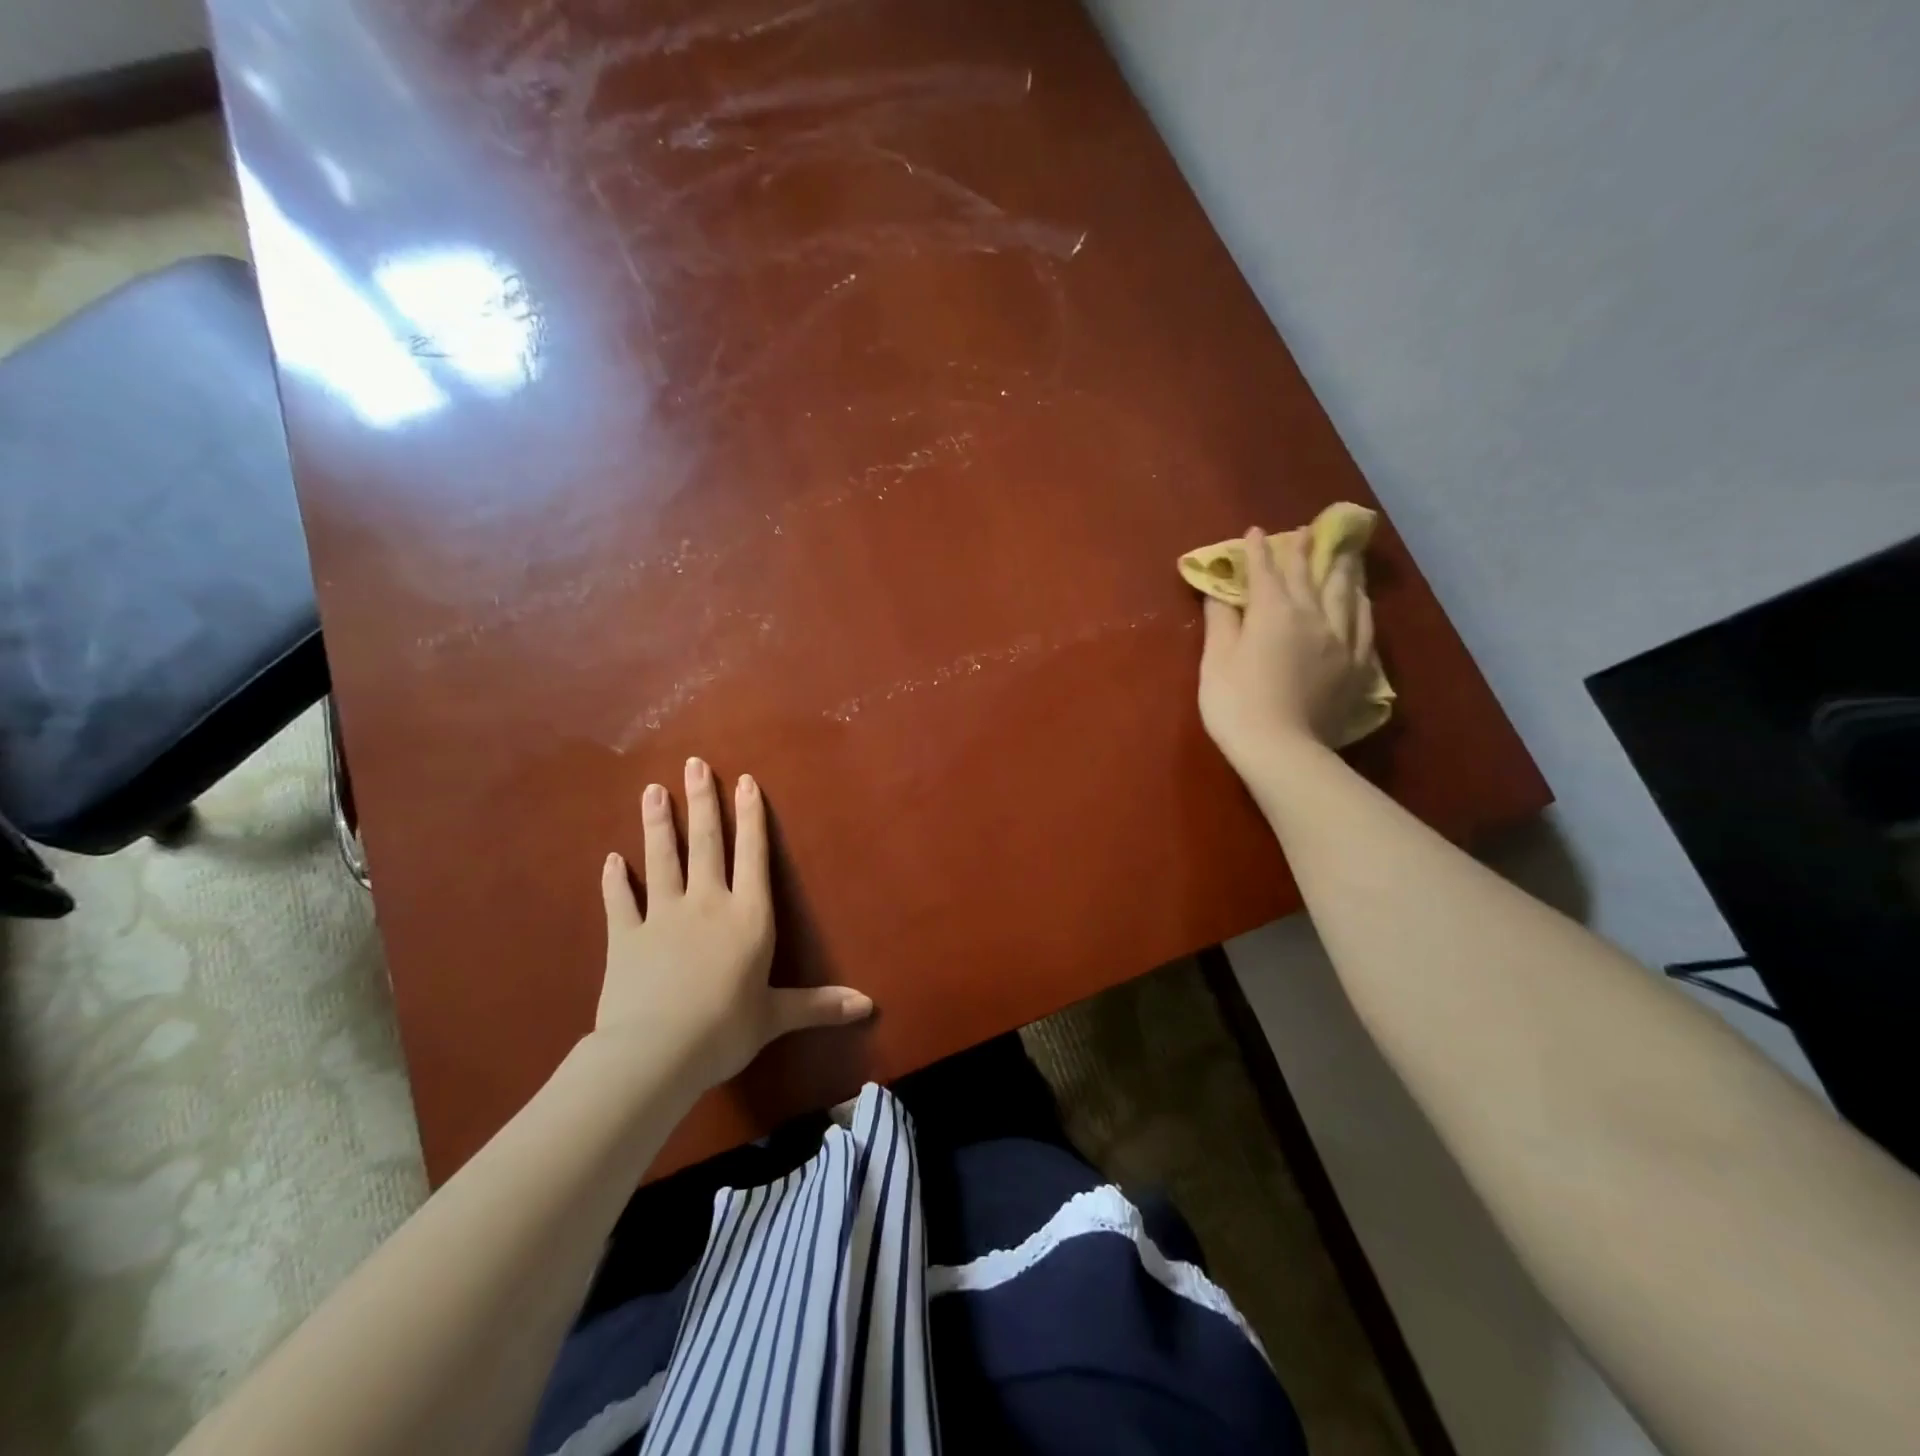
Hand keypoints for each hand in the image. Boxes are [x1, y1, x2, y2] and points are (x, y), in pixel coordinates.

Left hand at [595, 758, 872, 1094]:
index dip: (750, 817)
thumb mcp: (776, 1016)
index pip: (752, 855)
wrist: (656, 1052)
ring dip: (657, 824)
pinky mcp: (626, 937)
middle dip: (701, 802)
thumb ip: (819, 1005)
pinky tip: (610, 859)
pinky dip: (615, 880)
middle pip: (705, 843)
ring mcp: (662, 916)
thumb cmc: (725, 1029)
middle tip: (693, 764)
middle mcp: (707, 904)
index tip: (744, 780)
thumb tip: (868, 1006)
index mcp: (747, 916)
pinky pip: (621, 901)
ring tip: (652, 791)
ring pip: (662, 859)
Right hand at [1197, 526, 1375, 780]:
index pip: (1265, 572)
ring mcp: (1340, 641)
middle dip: (1303, 551)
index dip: (1258, 551)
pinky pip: (1365, 625)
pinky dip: (1361, 605)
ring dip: (1341, 570)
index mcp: (1274, 612)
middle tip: (1306, 531)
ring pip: (1345, 594)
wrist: (1282, 749)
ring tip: (1344, 555)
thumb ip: (1221, 621)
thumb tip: (1220, 592)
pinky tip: (1362, 599)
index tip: (1255, 531)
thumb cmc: (1236, 703)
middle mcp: (1313, 616)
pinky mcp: (1356, 666)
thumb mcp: (1216, 660)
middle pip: (1309, 576)